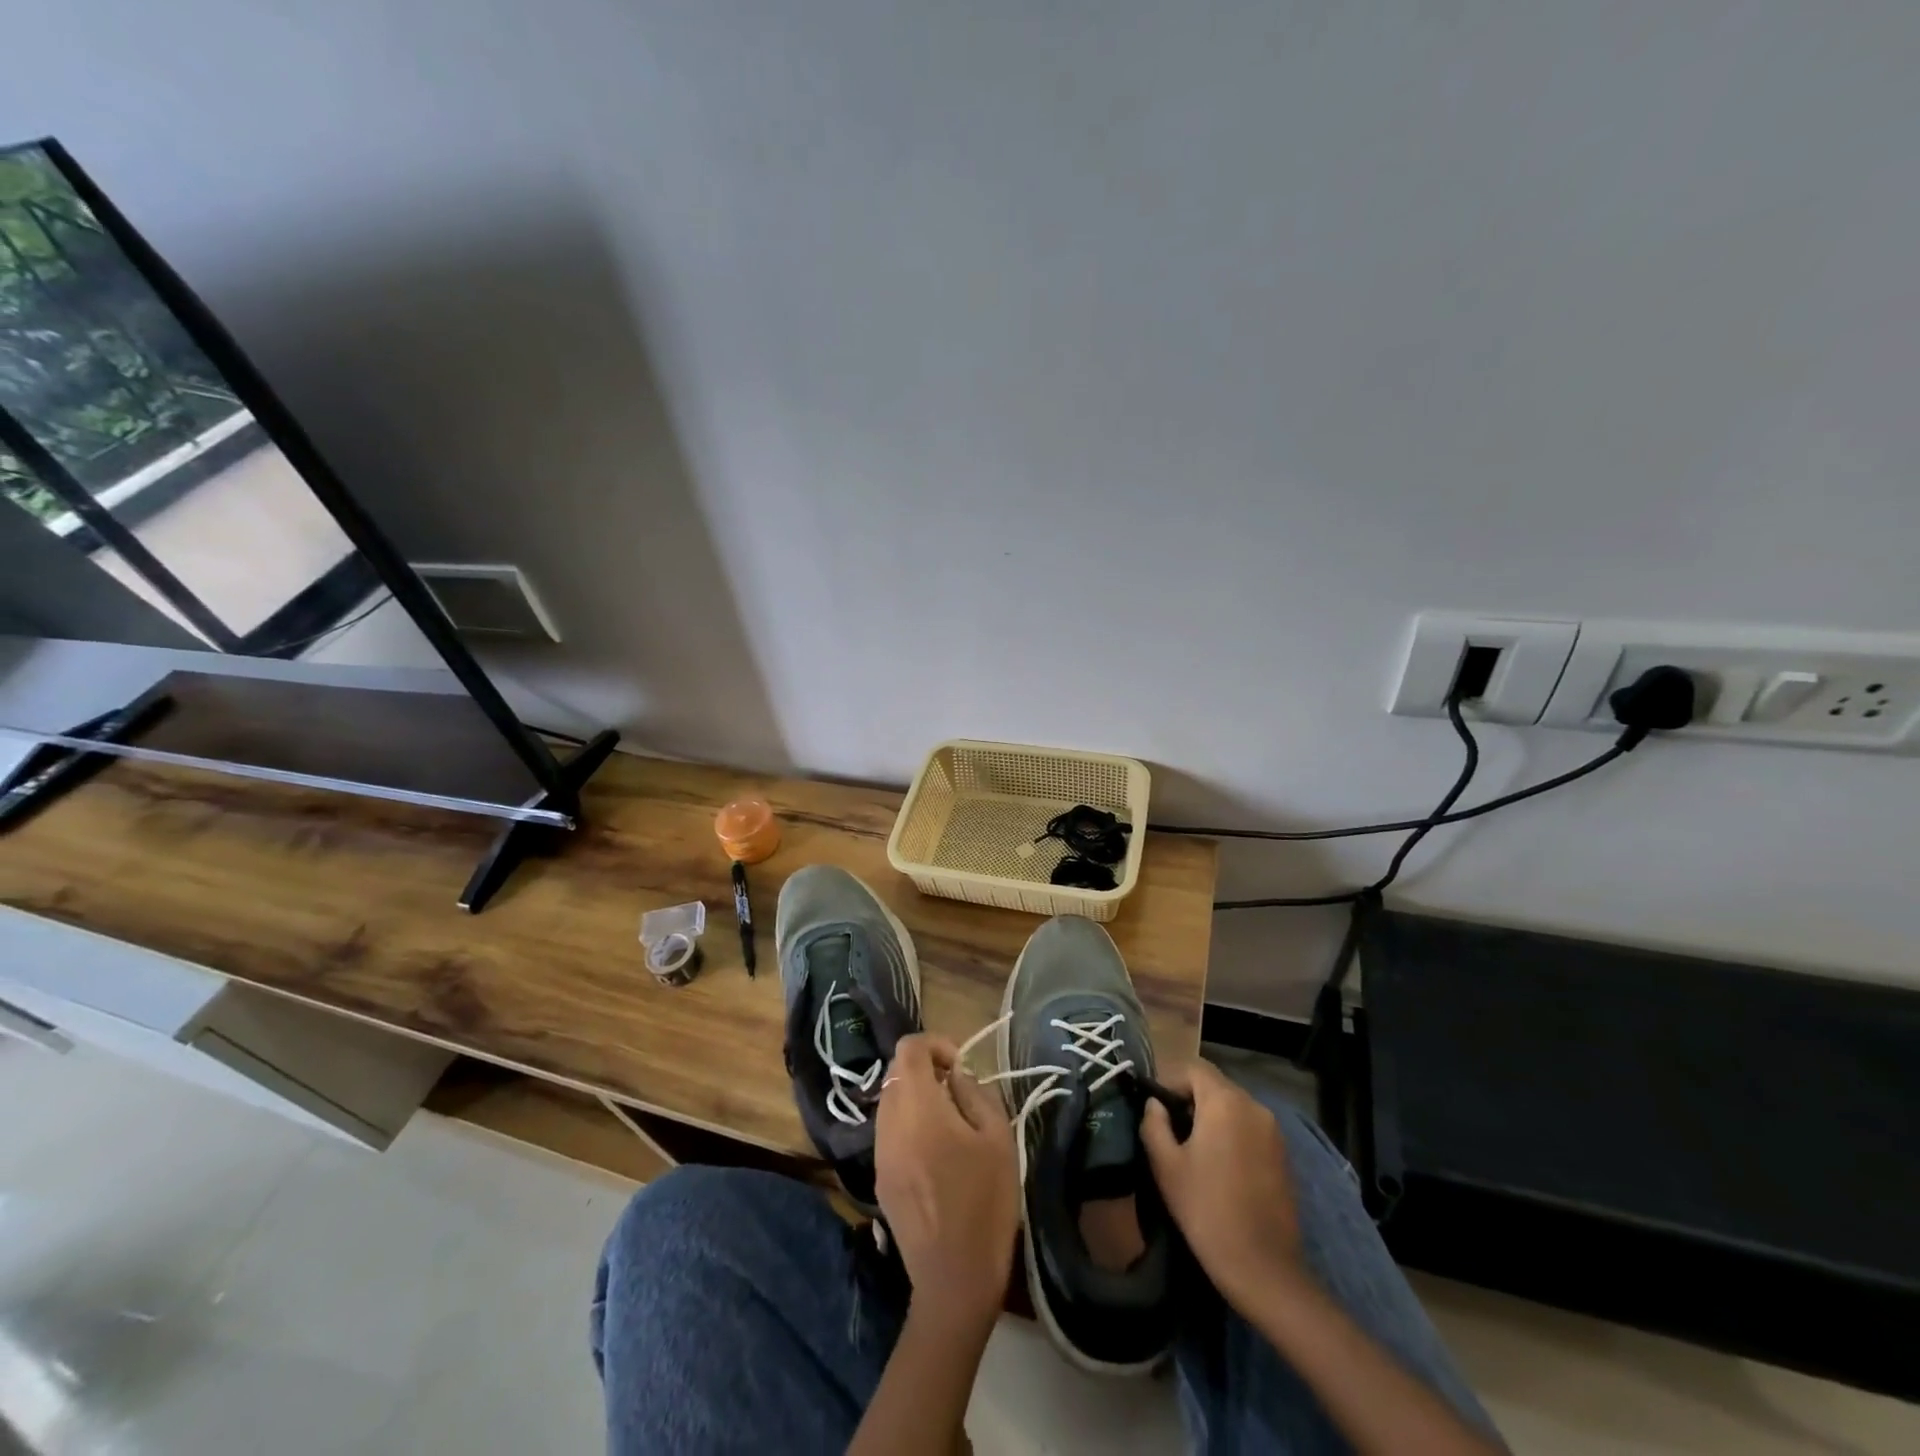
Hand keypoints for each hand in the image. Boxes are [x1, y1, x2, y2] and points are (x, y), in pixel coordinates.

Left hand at [874, 1033, 1019, 1335]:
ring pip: (890, 1101)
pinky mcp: (879, 1177)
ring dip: (916, 1097)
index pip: (908, 1048)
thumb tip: (957, 1075)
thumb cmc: (984, 1203)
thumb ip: (975, 1094)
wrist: (954, 1279)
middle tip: (958, 1092)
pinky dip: (909, 1124)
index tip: (960, 1065)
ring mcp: (879, 1151)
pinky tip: (936, 1153)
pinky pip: (889, 1131)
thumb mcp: (997, 1139)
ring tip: (950, 1123)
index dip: (935, 1044)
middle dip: (925, 1070)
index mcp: (917, 1106)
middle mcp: (889, 1122)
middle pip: (896, 1072)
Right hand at [1141, 1059, 1302, 1308]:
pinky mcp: (1283, 1155)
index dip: (1169, 1081)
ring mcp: (1273, 1131)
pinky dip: (1232, 1134)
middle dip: (1190, 1099)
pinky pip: (1250, 1128)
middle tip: (1170, 1130)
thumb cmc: (1206, 1210)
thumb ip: (1154, 1124)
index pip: (1193, 1068)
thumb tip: (1155, 1105)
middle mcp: (1254, 1106)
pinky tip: (1220, 1167)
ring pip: (1233, 1107)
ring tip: (1193, 1150)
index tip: (1155, 1109)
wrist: (1263, 1268)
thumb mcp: (1166, 1165)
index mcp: (1225, 1101)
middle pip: (1215, 1085)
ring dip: (1211, 1117)